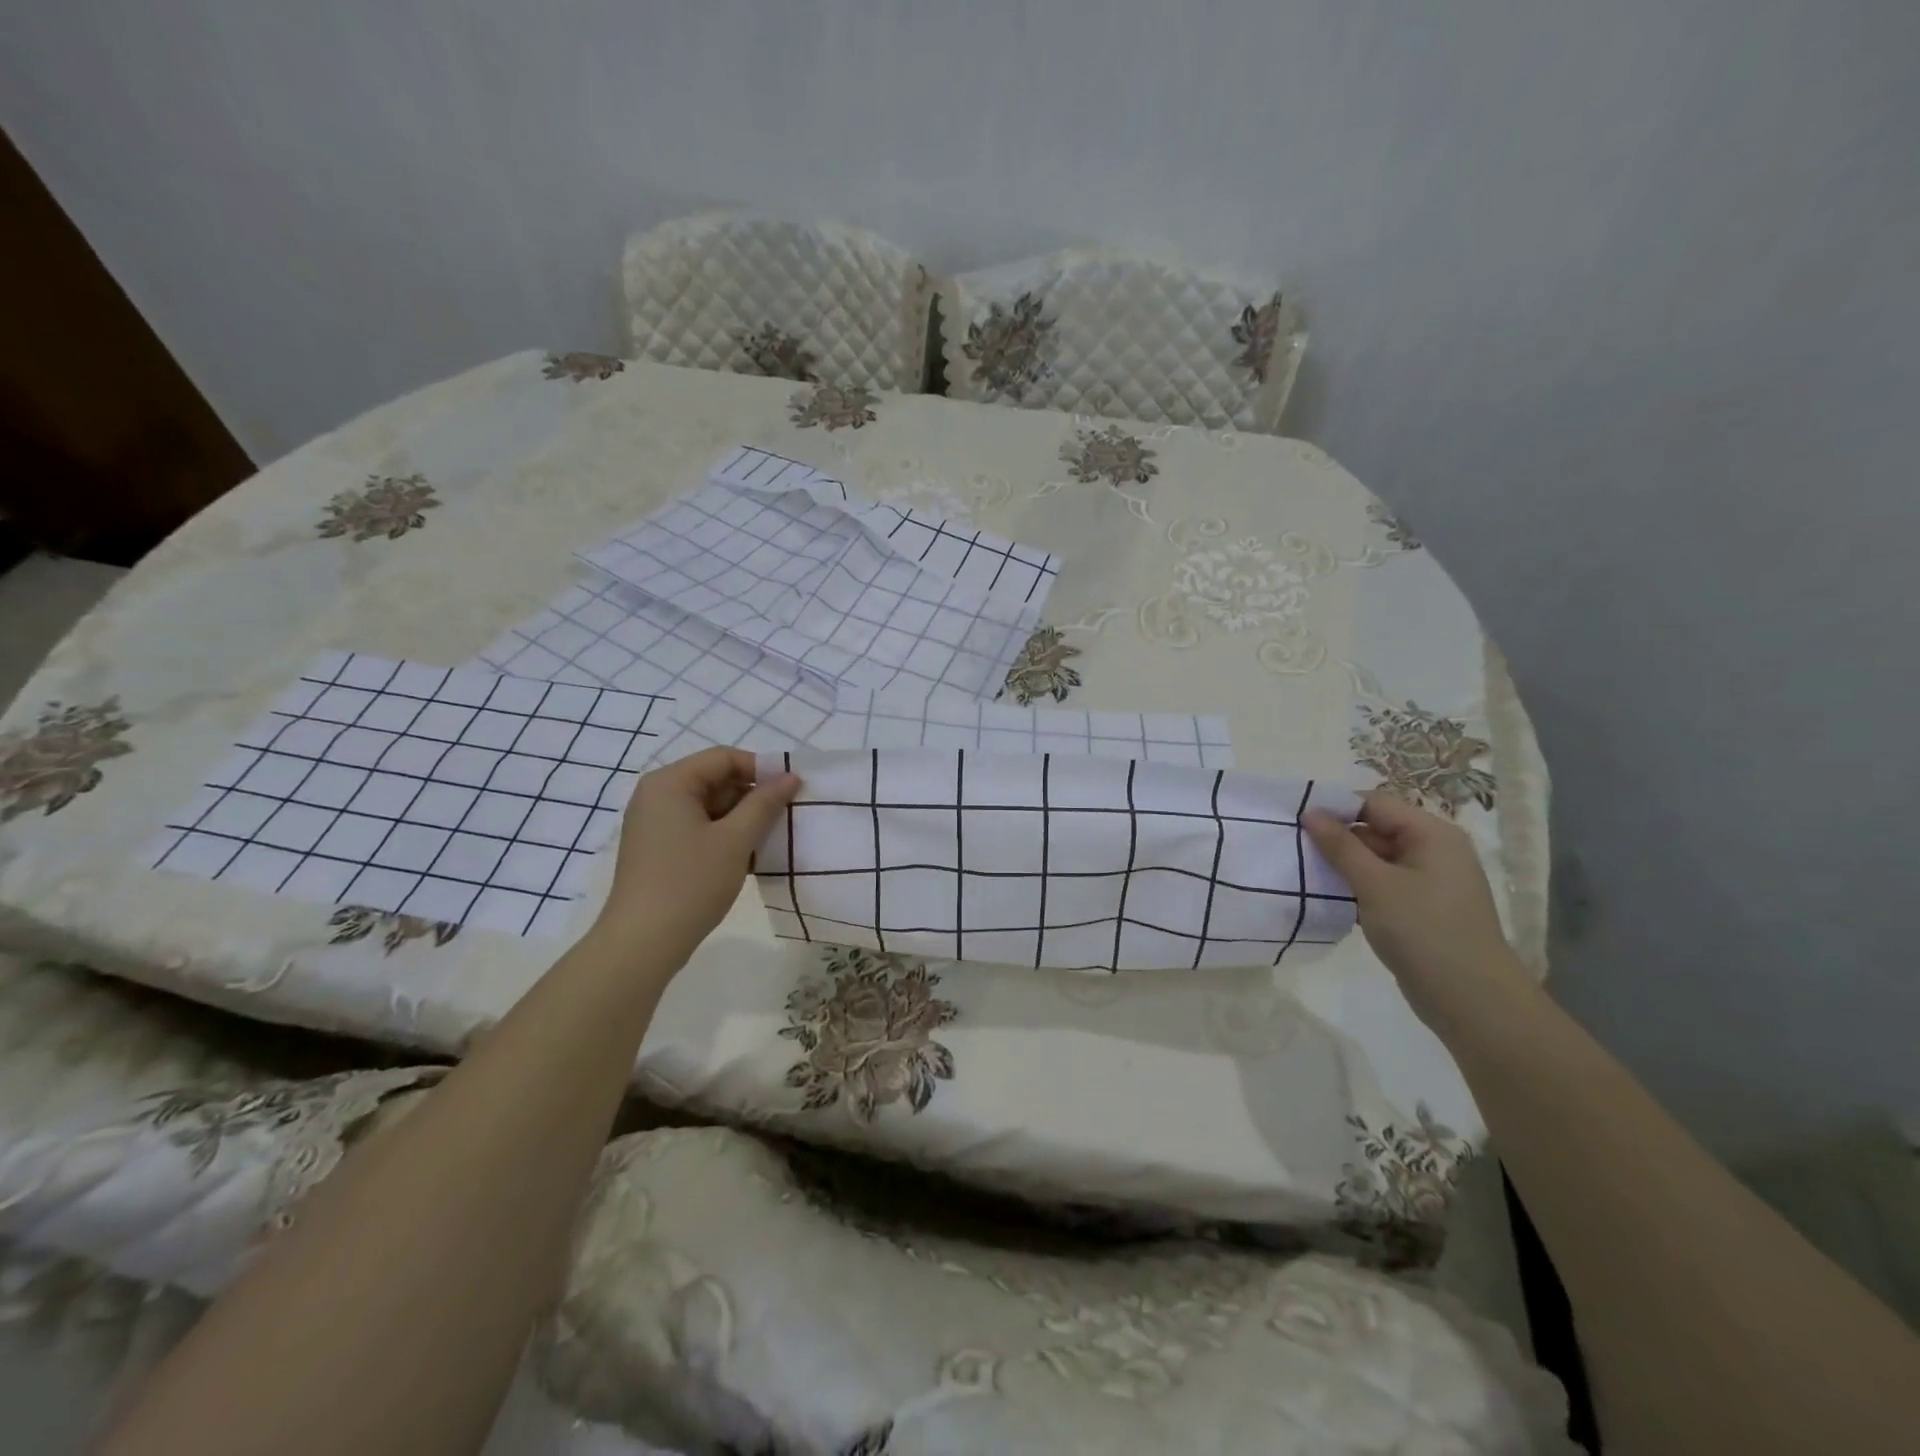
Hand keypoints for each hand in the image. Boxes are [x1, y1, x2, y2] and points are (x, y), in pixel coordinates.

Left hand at [593, 748, 799, 966]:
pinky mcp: (658, 848)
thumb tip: (791, 777)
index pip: (723, 758)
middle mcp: (657, 795)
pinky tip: (747, 857)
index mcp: (670, 783)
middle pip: (715, 780)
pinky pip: (698, 827)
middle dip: (752, 796)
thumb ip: (765, 803)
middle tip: (784, 818)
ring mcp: (654, 823)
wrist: (643, 943)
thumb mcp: (735, 840)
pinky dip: (724, 835)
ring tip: (770, 840)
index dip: (761, 769)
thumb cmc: (690, 883)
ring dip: (741, 819)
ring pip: (709, 806)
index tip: (791, 791)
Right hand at [1304, 790, 1536, 1040]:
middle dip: (1337, 838)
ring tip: (1305, 873)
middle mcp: (1433, 851)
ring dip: (1344, 865)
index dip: (1336, 808)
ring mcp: (1428, 881)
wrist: (1473, 1002)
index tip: (1297, 822)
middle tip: (1295, 849)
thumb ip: (1341, 846)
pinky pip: (1382, 884)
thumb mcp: (1376, 885)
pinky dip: (1357, 887)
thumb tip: (1311, 812)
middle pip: (1375, 829)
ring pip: (1375, 859)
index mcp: (1432, 834)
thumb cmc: (1425, 932)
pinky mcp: (1420, 908)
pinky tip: (1330, 898)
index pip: (1375, 803)